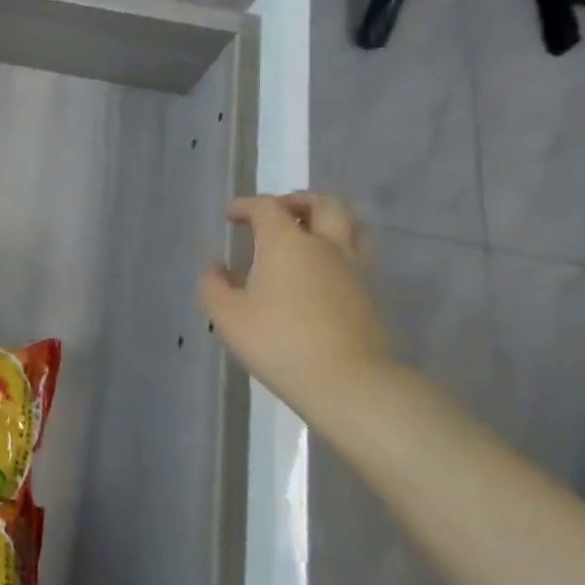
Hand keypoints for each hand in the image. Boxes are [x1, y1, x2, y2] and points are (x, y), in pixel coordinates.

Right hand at [198, 192, 390, 414]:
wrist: (350, 383)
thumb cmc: (279, 342)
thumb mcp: (227, 316)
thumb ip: (214, 285)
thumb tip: (217, 268)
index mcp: (286, 241)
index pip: (266, 206)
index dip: (245, 206)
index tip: (231, 216)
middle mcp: (325, 245)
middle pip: (324, 204)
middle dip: (299, 201)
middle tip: (279, 214)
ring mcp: (354, 270)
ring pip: (352, 227)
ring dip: (328, 223)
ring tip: (307, 238)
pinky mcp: (371, 297)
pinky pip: (357, 258)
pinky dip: (338, 254)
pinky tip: (319, 276)